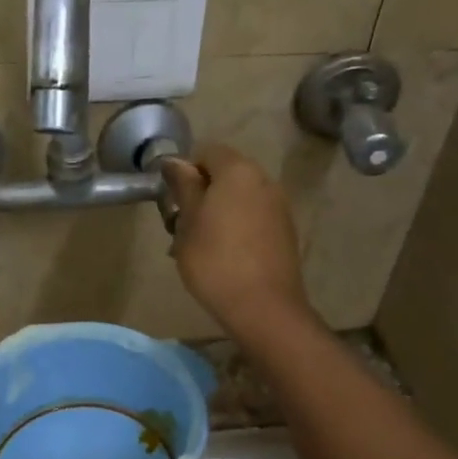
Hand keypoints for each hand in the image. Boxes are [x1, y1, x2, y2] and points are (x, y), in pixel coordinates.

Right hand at [160, 143, 312, 337]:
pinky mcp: (285, 232)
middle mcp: (264, 180)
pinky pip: (254, 218)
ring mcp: (279, 206)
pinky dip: (236, 228)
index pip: (207, 152)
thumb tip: (175, 161)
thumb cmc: (215, 260)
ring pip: (239, 198)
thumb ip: (183, 187)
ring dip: (218, 213)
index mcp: (238, 171)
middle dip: (201, 194)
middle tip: (180, 226)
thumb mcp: (187, 222)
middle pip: (226, 175)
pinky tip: (223, 257)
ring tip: (199, 246)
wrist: (263, 307)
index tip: (172, 201)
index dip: (185, 171)